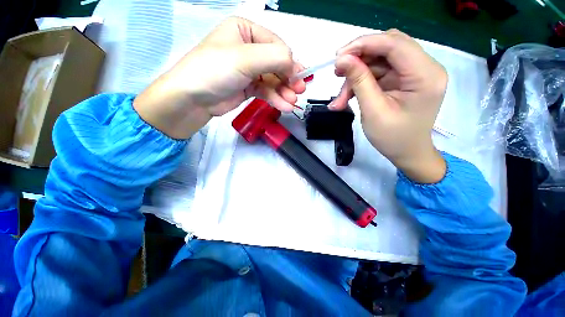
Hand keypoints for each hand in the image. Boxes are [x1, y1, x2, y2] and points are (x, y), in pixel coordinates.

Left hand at [134, 17, 305, 138]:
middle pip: (276, 64)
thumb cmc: (215, 70)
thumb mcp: (244, 58)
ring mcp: (249, 70)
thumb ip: (274, 58)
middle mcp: (249, 49)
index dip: (289, 62)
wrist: (193, 99)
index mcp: (246, 31)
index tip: (298, 79)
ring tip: (291, 103)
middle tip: (300, 91)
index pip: (276, 45)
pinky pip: (267, 91)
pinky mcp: (249, 87)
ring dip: (284, 92)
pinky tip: (284, 106)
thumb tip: (295, 66)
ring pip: (273, 80)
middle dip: (288, 79)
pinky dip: (276, 99)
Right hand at [331, 30, 447, 182]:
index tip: (339, 55)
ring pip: (379, 61)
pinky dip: (360, 82)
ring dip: (356, 76)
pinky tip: (347, 97)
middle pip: (387, 47)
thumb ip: (359, 81)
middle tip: (337, 73)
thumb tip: (342, 59)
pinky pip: (378, 72)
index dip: (364, 44)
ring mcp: (413, 73)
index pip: (395, 44)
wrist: (407, 153)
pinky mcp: (403, 80)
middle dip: (359, 59)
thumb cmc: (393, 138)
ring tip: (340, 98)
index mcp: (425, 75)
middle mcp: (424, 67)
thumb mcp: (373, 110)